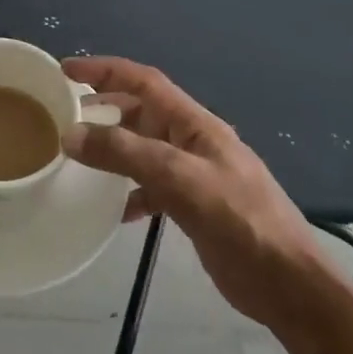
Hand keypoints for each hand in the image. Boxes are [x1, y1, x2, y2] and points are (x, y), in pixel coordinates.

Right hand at [62, 58, 346, 330]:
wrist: (288, 284)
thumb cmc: (240, 221)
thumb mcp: (181, 179)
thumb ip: (126, 154)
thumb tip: (71, 134)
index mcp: (194, 123)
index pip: (144, 81)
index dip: (105, 69)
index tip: (66, 69)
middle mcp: (191, 141)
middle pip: (141, 111)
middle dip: (104, 106)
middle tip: (64, 113)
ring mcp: (193, 174)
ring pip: (142, 148)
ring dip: (112, 148)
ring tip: (77, 156)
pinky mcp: (193, 206)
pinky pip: (151, 186)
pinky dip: (129, 191)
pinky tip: (113, 210)